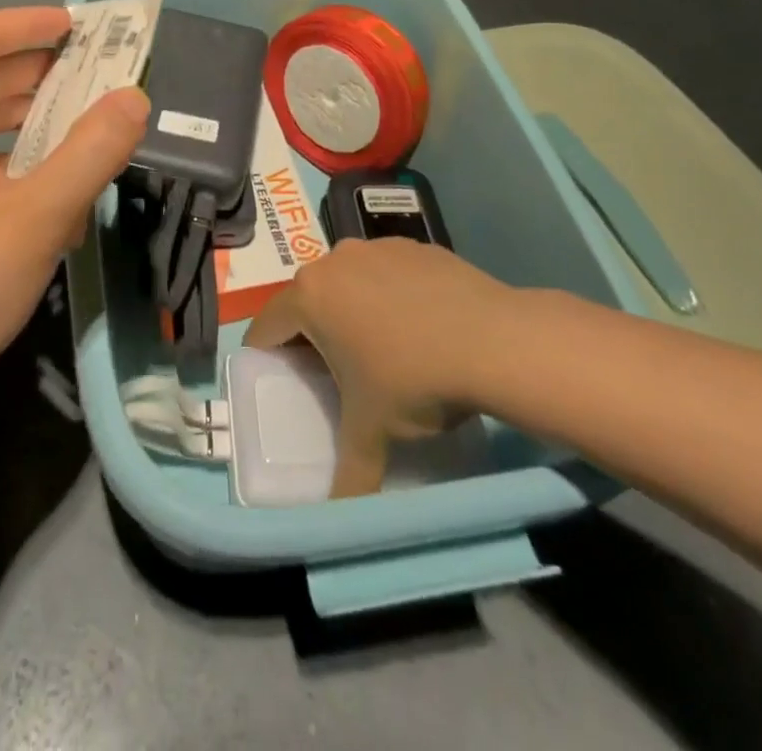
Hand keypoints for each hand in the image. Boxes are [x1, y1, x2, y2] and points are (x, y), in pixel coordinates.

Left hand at [0, 6, 148, 439]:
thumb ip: (92, 152)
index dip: (28, 23)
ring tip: (77, 129)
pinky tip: (40, 197)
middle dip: (35, 72)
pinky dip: (0, 160)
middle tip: (94, 76)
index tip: (80, 27)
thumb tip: (132, 97)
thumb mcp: (38, 219)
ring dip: (22, 119)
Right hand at [244, 237, 511, 496]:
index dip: (267, 355)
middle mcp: (336, 260)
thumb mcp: (374, 432)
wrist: (494, 340)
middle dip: (313, 332)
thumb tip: (339, 515)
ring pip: (349, 281)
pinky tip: (420, 325)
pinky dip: (391, 294)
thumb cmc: (415, 379)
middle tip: (333, 371)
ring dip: (353, 309)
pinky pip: (387, 271)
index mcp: (310, 296)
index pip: (268, 325)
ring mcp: (377, 247)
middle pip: (308, 299)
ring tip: (383, 348)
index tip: (281, 379)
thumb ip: (349, 473)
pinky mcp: (415, 246)